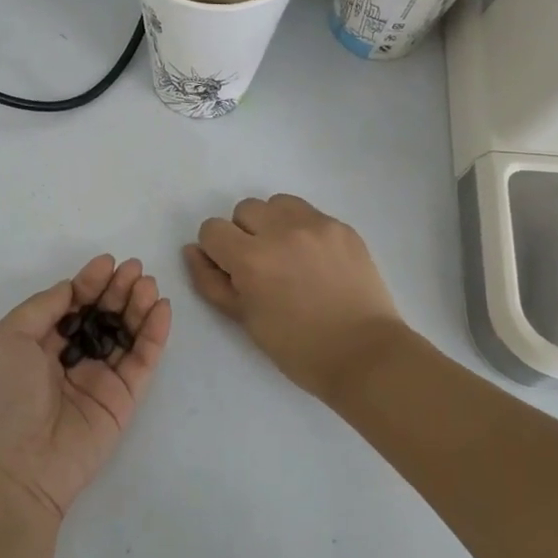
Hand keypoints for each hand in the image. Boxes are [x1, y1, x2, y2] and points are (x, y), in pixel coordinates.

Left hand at [0, 255, 172, 525]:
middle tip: (134, 269)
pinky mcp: (122, 400)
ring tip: (147, 284)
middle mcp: (67, 360)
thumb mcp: (7, 338)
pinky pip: (142, 361)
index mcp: (35, 344)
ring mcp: (97, 380)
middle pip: (100, 316)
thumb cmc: (1, 396)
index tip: (107, 262)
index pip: (69, 305)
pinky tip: (160, 308)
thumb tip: (71, 288)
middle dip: (116, 290)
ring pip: (124, 334)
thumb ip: (43, 307)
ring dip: (137, 306)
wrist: (14, 468)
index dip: (88, 282)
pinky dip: (153, 334)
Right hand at [184, 194, 403, 402]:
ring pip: (277, 204)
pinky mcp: (342, 227)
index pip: (212, 229)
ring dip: (273, 224)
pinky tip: (316, 261)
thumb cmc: (297, 347)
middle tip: (262, 267)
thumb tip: (193, 251)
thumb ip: (211, 282)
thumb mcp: (244, 319)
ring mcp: (316, 225)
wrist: (364, 354)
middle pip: (244, 210)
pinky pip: (310, 214)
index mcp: (251, 259)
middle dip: (244, 234)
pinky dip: (303, 230)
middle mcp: (281, 231)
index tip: (232, 271)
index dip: (216, 251)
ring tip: (288, 256)